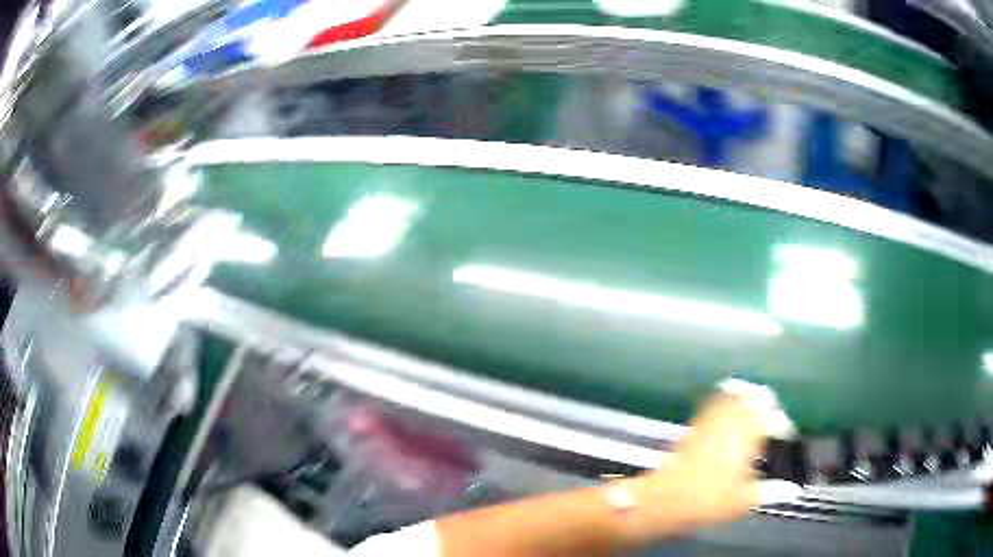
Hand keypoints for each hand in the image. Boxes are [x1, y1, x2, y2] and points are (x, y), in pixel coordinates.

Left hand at [622, 387, 794, 539]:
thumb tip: (792, 490)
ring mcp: (711, 421)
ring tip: (753, 411)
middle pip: (754, 398)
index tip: (784, 434)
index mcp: (748, 437)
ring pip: (734, 395)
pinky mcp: (695, 426)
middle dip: (765, 405)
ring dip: (746, 399)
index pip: (773, 418)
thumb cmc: (708, 501)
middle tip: (771, 418)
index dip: (781, 424)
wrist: (664, 499)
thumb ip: (770, 492)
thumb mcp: (743, 501)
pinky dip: (724, 401)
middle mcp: (732, 422)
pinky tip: (727, 412)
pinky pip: (714, 403)